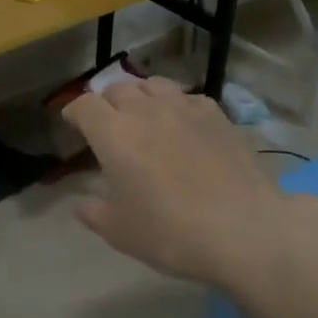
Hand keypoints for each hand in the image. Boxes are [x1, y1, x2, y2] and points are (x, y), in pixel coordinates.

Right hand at [62, 77, 299, 285]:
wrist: (244, 230)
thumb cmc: (171, 232)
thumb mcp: (120, 232)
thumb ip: (95, 213)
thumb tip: (82, 205)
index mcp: (113, 133)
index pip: (84, 105)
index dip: (74, 112)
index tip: (73, 123)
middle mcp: (144, 110)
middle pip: (117, 88)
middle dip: (107, 102)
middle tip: (109, 125)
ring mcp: (184, 108)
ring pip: (153, 85)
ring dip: (141, 96)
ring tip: (144, 116)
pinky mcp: (217, 115)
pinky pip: (187, 97)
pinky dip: (176, 105)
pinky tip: (182, 126)